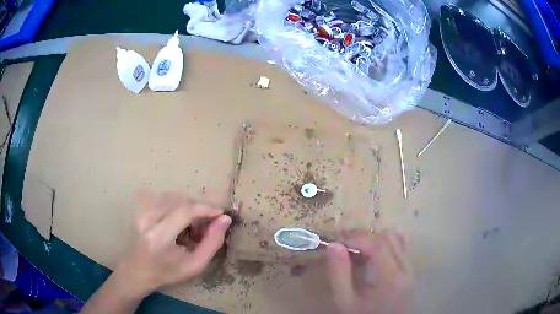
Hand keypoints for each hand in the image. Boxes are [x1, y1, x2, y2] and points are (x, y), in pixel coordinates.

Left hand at [115, 191, 231, 296]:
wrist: (138, 270)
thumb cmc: (167, 272)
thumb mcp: (194, 265)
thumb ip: (212, 243)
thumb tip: (225, 219)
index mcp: (160, 237)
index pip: (185, 211)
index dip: (206, 208)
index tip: (221, 213)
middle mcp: (148, 219)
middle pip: (181, 201)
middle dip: (198, 210)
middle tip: (206, 227)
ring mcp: (142, 211)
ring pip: (174, 198)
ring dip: (188, 208)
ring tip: (191, 228)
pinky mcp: (141, 208)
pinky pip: (165, 199)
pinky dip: (178, 207)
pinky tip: (179, 223)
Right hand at [326, 231, 412, 313]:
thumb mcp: (345, 301)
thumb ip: (339, 274)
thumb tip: (334, 245)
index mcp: (391, 278)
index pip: (377, 244)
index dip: (356, 237)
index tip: (336, 241)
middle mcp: (405, 268)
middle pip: (387, 238)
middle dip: (363, 237)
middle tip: (343, 245)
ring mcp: (410, 268)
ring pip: (396, 239)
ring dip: (375, 239)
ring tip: (357, 250)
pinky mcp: (410, 269)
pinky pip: (402, 246)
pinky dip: (387, 242)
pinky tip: (374, 252)